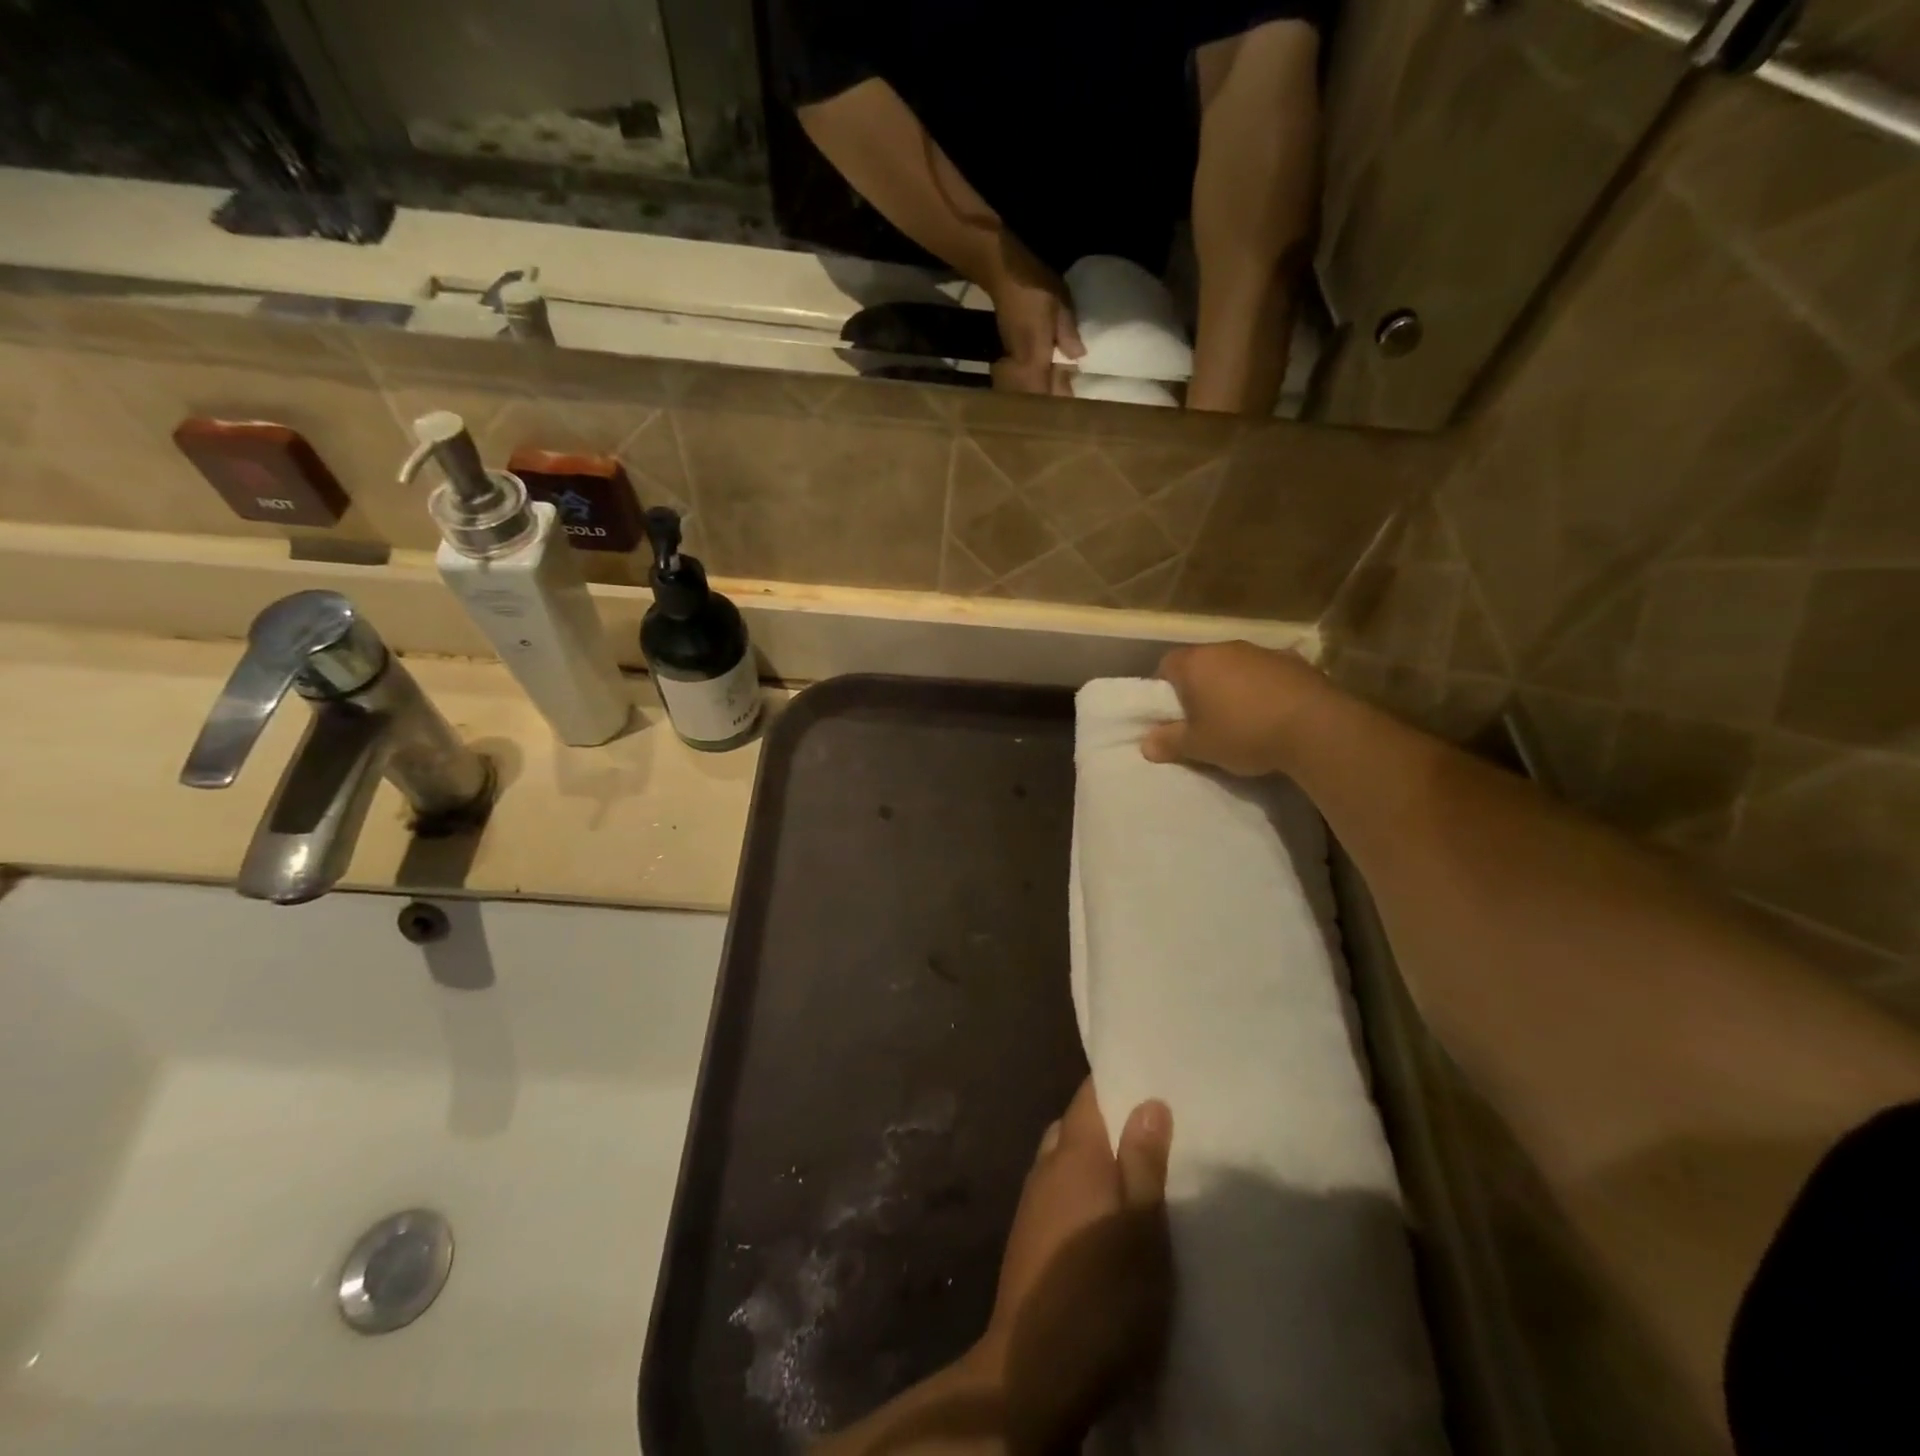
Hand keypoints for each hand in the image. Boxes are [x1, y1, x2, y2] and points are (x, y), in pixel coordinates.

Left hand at [976, 1079, 1172, 1450]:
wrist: (1034, 1371)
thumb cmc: (1102, 1295)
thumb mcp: (1143, 1229)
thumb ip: (1144, 1162)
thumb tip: (1148, 1100)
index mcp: (1073, 1153)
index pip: (1088, 1095)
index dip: (1115, 1083)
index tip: (1148, 1080)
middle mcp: (1046, 1166)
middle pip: (1075, 1127)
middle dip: (1108, 1125)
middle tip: (1151, 1135)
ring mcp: (1031, 1203)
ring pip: (1064, 1161)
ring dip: (1093, 1162)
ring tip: (1134, 1178)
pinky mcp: (1027, 1239)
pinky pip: (1057, 1194)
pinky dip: (1080, 1193)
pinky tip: (1103, 1221)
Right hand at [985, 238, 1083, 394]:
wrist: (1003, 273)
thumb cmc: (1034, 288)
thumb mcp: (1060, 306)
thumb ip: (1068, 334)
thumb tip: (1078, 357)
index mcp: (1035, 358)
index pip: (1047, 391)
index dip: (1061, 399)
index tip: (1076, 403)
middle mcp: (1023, 365)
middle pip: (1036, 394)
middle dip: (1051, 398)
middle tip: (1070, 396)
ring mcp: (1014, 359)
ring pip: (1029, 385)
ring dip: (1043, 389)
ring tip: (1061, 386)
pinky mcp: (1011, 350)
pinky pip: (1025, 373)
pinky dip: (1038, 377)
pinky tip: (1050, 370)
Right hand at [1142, 640, 1329, 776]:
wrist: (1316, 728)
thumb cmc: (1244, 733)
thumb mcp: (1199, 747)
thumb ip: (1170, 742)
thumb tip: (1146, 744)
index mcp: (1196, 663)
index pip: (1166, 665)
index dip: (1164, 689)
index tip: (1172, 714)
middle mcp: (1226, 648)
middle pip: (1202, 663)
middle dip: (1199, 687)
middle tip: (1203, 720)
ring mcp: (1263, 652)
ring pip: (1236, 666)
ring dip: (1233, 686)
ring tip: (1242, 719)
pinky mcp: (1296, 662)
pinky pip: (1268, 673)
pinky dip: (1265, 688)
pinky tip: (1273, 713)